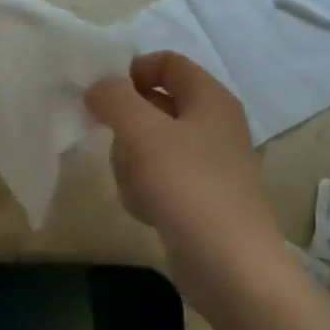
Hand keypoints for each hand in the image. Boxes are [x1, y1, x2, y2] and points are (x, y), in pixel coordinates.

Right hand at [86, 52, 289, 301]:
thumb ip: (114, 98)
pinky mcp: (198, 197)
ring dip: (130, 163)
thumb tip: (98, 86)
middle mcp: (212, 125)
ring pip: (149, 145)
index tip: (105, 97)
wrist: (230, 266)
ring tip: (136, 186)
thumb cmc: (187, 186)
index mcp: (209, 98)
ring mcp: (207, 164)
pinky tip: (146, 210)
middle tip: (118, 146)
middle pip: (152, 105)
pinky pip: (158, 179)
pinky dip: (144, 190)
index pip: (166, 62)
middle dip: (126, 126)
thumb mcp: (142, 132)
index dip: (132, 71)